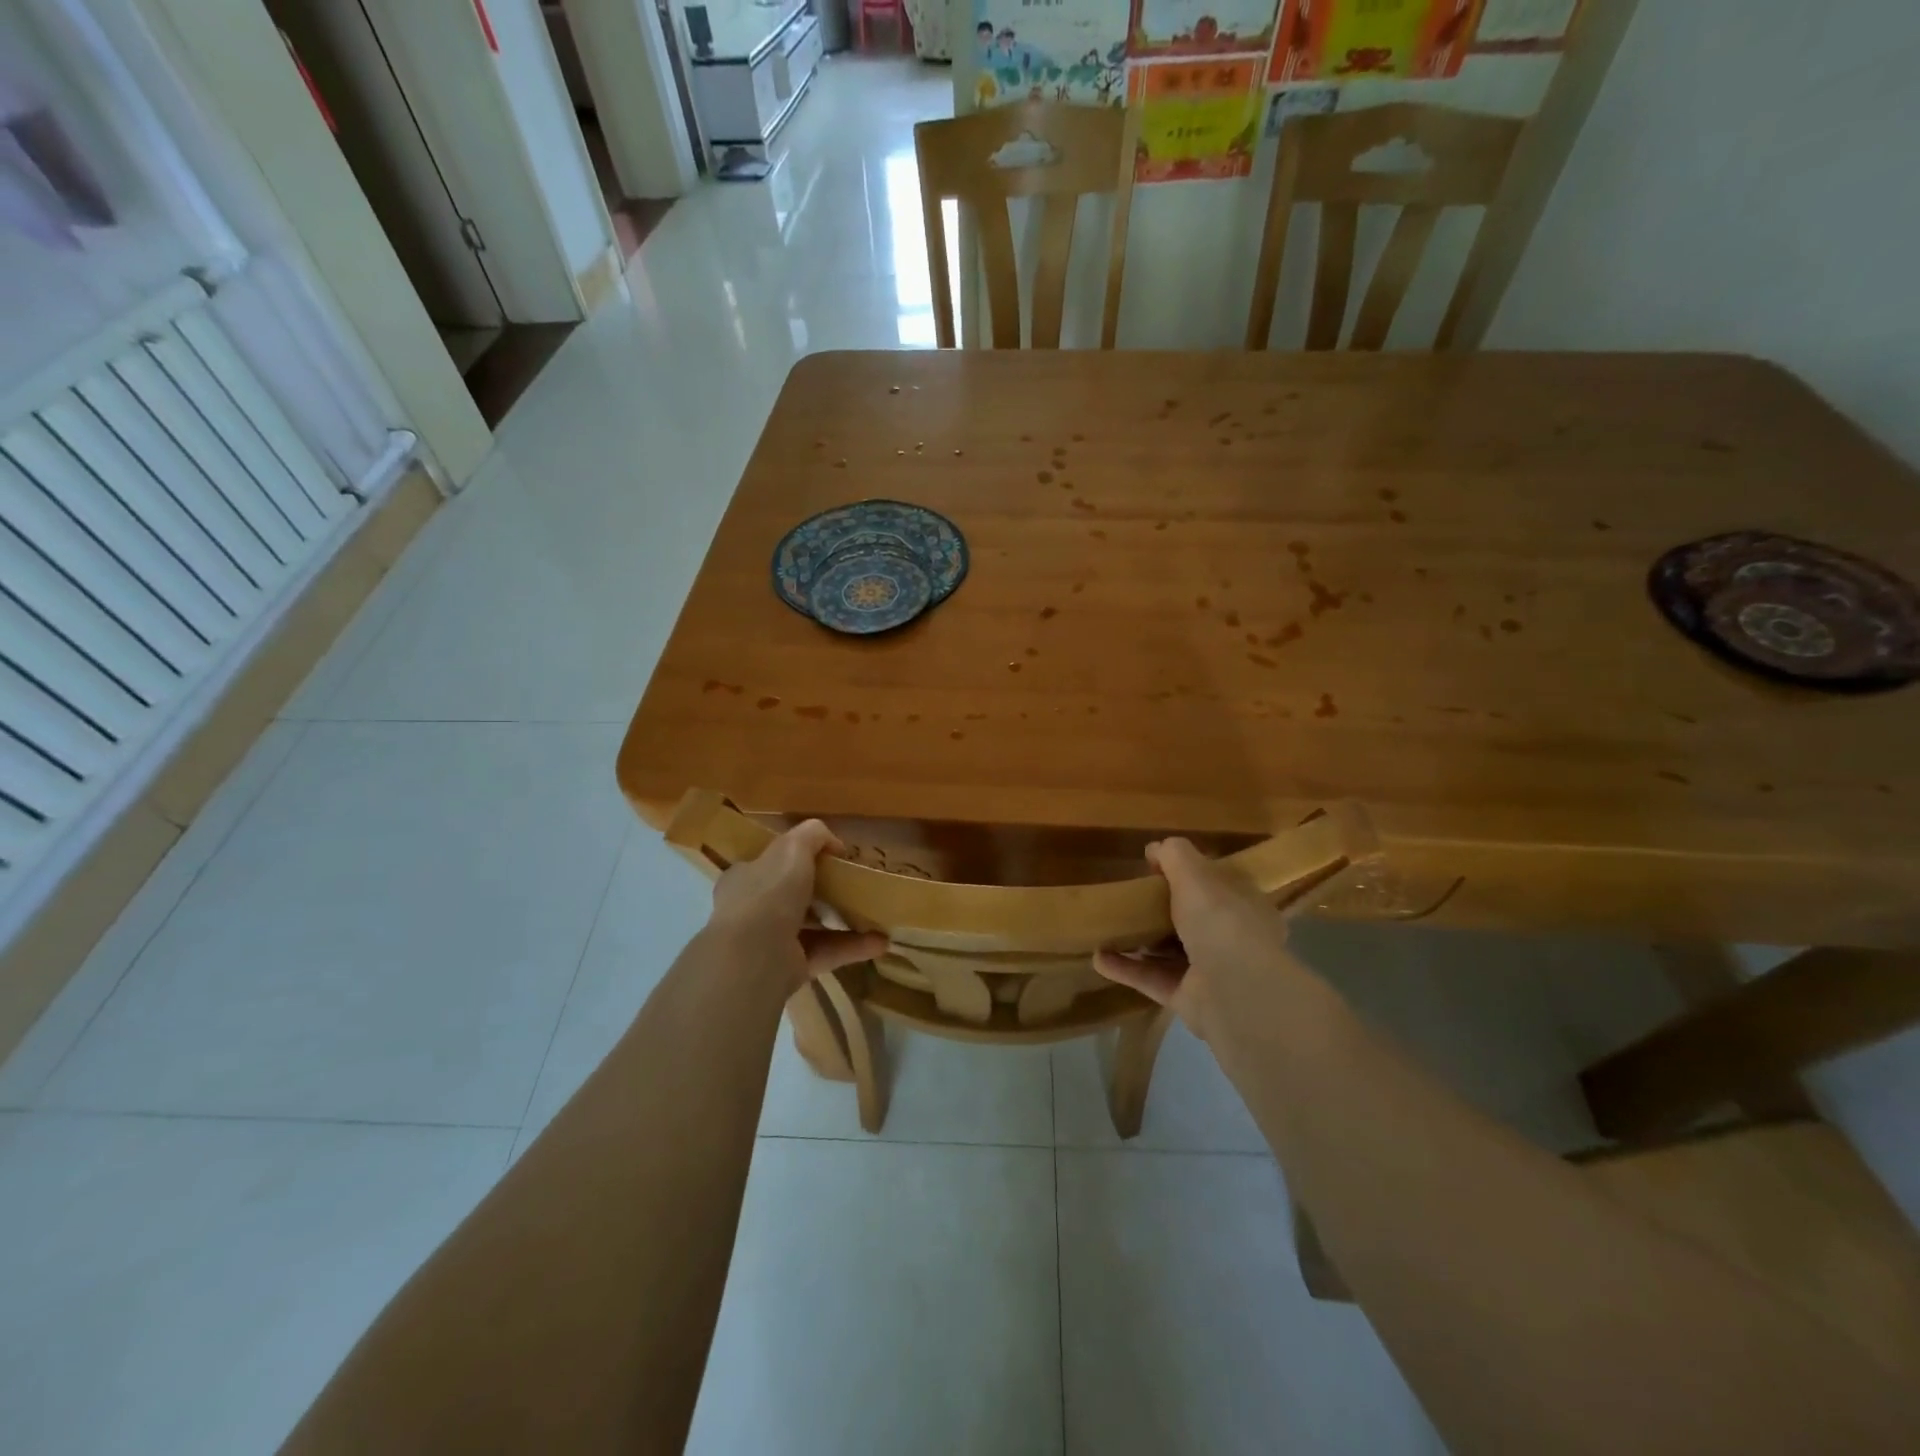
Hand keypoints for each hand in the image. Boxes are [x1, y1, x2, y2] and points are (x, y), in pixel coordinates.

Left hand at [708, 820, 887, 992]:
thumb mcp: (793, 847)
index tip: (829, 859)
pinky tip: (880, 942)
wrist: (754, 954)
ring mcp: (770, 943)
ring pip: (813, 927)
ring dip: (844, 921)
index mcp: (746, 878)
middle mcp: (754, 910)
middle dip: (824, 893)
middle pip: (793, 897)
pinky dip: (852, 947)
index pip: (770, 864)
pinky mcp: (790, 968)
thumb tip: (834, 844)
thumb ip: (813, 835)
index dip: (797, 859)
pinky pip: (826, 953)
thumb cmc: (769, 892)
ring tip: (876, 916)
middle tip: (854, 887)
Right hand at [1092, 838, 1296, 1039]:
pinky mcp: (1188, 999)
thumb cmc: (1221, 921)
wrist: (1233, 991)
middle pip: (1192, 920)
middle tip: (1131, 897)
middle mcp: (1232, 940)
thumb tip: (1155, 848)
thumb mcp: (1196, 874)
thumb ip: (1175, 856)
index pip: (1218, 886)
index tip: (1156, 868)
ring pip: (1170, 952)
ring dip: (1139, 942)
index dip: (1191, 875)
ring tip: (1108, 927)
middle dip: (1162, 911)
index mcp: (1245, 907)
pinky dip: (1125, 969)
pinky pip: (1151, 979)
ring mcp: (1211, 973)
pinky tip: (1098, 957)